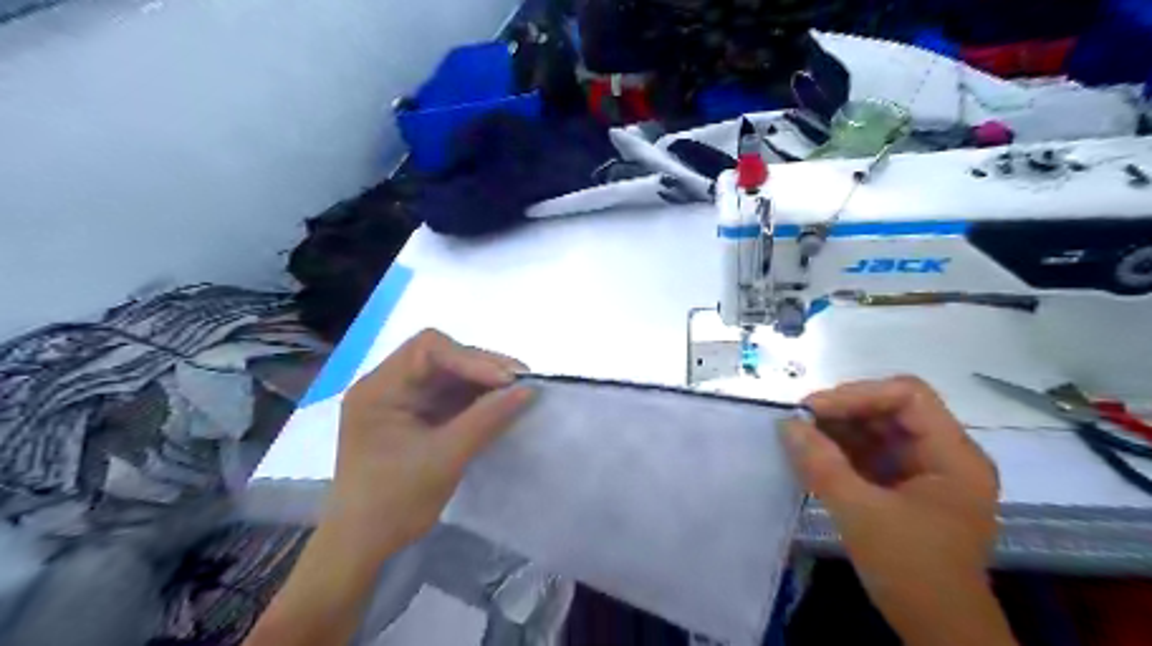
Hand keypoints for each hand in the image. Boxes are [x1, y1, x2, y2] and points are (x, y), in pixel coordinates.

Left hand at [313, 330, 530, 561]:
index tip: (506, 380)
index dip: (471, 358)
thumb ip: (486, 419)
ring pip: (449, 374)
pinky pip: (450, 395)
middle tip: (521, 381)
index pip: (428, 350)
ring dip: (483, 381)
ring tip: (517, 392)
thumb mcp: (444, 459)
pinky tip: (499, 404)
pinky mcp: (416, 416)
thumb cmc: (394, 503)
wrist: (364, 546)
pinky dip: (476, 397)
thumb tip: (527, 389)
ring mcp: (402, 400)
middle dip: (482, 367)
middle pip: (441, 357)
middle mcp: (388, 385)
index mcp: (379, 389)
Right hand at [784, 376, 1008, 644]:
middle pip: (892, 409)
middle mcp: (945, 455)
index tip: (813, 409)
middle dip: (844, 411)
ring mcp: (926, 472)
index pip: (908, 396)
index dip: (859, 394)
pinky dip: (841, 450)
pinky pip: (871, 454)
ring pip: (878, 430)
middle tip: (800, 421)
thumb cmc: (911, 571)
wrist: (937, 632)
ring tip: (800, 436)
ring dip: (839, 429)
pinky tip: (813, 454)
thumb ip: (821, 464)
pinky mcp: (906, 488)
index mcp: (953, 456)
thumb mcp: (860, 513)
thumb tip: (786, 424)